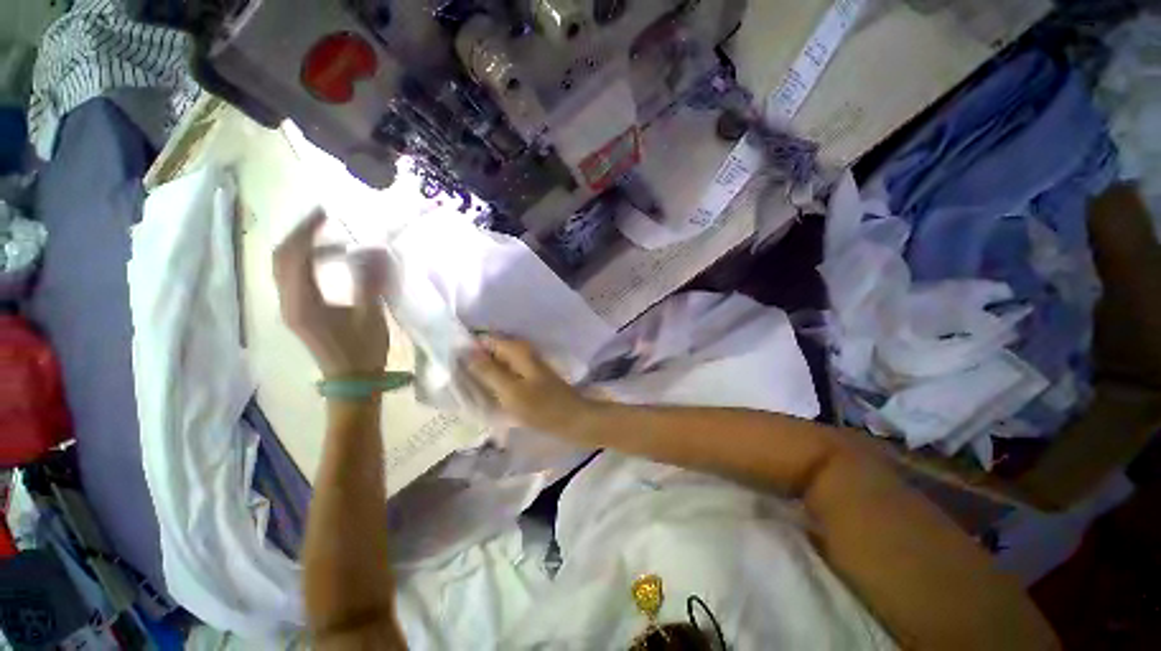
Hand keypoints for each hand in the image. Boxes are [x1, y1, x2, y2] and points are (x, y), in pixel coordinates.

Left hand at [273, 209, 388, 377]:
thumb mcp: (370, 316)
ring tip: (333, 241)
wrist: (352, 382)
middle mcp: (288, 302)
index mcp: (303, 303)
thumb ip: (369, 282)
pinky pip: (293, 278)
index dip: (307, 231)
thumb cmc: (363, 351)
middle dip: (301, 235)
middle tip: (326, 222)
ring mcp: (290, 308)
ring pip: (284, 267)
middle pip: (281, 258)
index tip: (325, 213)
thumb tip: (374, 251)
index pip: (294, 256)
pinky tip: (330, 262)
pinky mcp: (297, 312)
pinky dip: (307, 263)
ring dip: (304, 249)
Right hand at [464, 335, 595, 433]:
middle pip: (490, 349)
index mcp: (517, 349)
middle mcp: (521, 351)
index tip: (448, 362)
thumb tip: (463, 350)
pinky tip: (484, 391)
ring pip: (497, 362)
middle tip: (453, 378)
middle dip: (472, 361)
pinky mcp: (529, 376)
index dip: (466, 347)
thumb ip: (487, 370)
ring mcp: (526, 364)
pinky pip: (505, 372)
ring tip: (464, 386)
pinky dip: (494, 379)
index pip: (484, 339)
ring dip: (482, 371)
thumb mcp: (510, 391)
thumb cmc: (543, 407)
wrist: (574, 419)